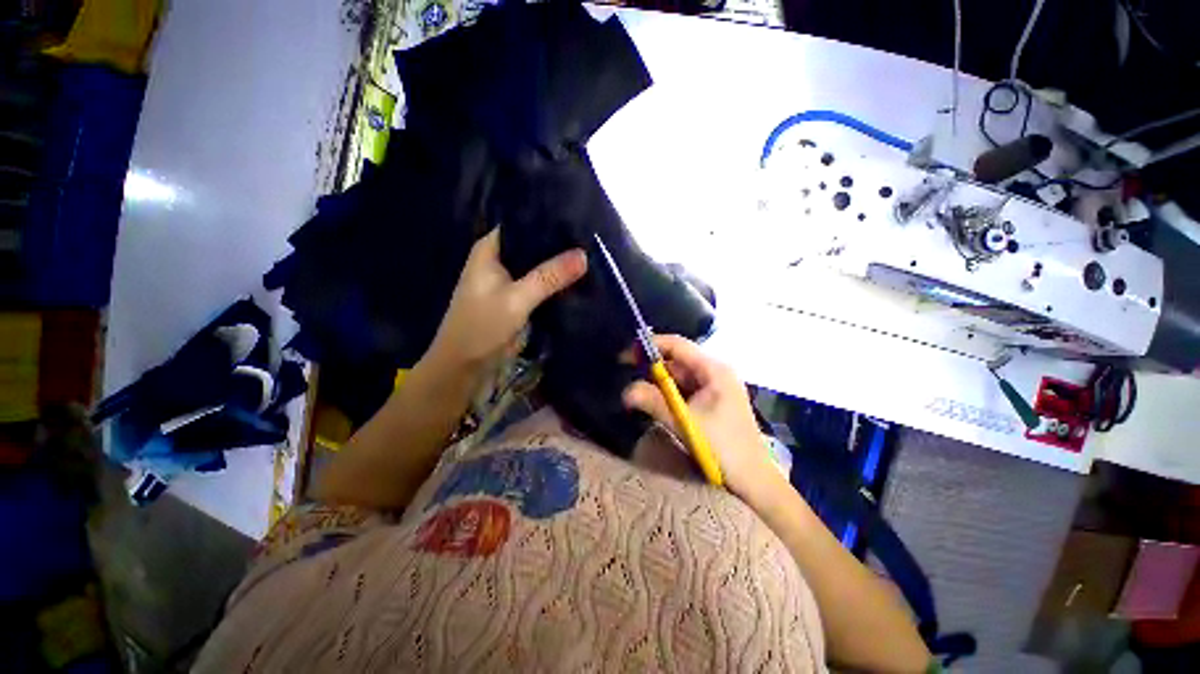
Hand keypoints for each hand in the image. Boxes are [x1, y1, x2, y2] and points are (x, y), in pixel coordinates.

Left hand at [426, 228, 586, 374]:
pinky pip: (540, 285)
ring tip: (589, 254)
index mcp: (489, 250)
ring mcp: (509, 282)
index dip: (546, 220)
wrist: (466, 366)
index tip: (576, 216)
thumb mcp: (517, 298)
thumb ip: (549, 276)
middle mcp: (499, 261)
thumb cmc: (482, 326)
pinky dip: (554, 283)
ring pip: (537, 266)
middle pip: (532, 245)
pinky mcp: (517, 300)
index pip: (520, 223)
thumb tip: (584, 255)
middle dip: (557, 244)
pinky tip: (576, 279)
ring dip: (557, 265)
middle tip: (589, 238)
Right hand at [622, 335, 776, 498]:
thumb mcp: (684, 422)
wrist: (753, 479)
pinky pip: (686, 390)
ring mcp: (716, 386)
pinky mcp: (713, 400)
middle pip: (678, 361)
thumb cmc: (722, 446)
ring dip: (660, 384)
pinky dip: (670, 394)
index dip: (650, 346)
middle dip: (653, 368)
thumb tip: (625, 391)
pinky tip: (657, 403)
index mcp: (714, 369)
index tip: (627, 355)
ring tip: (639, 393)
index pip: (677, 345)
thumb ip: (653, 402)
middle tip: (628, 377)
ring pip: (680, 377)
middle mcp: (715, 372)